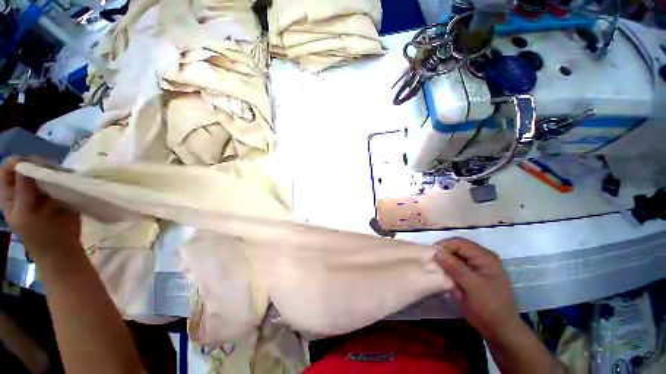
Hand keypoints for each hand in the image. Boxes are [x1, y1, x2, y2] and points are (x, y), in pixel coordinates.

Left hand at [0, 158, 80, 262]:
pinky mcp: (60, 193)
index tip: (33, 165)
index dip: (18, 163)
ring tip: (63, 176)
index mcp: (11, 194)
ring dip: (54, 170)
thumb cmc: (39, 236)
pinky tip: (70, 179)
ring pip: (46, 171)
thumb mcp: (25, 213)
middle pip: (28, 166)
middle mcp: (26, 188)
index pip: (8, 169)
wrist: (62, 249)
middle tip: (52, 171)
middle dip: (39, 165)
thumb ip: (23, 189)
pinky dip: (65, 176)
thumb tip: (24, 162)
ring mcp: (44, 190)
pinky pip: (61, 179)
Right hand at [434, 237, 521, 342]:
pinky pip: (454, 269)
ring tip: (441, 277)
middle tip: (432, 265)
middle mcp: (479, 259)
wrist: (499, 330)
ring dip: (446, 267)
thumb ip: (456, 268)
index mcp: (485, 257)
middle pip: (456, 250)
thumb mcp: (473, 286)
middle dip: (444, 257)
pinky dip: (449, 275)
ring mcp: (474, 268)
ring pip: (453, 259)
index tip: (430, 253)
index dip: (444, 245)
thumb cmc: (491, 307)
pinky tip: (449, 285)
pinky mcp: (469, 277)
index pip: (460, 243)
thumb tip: (438, 252)